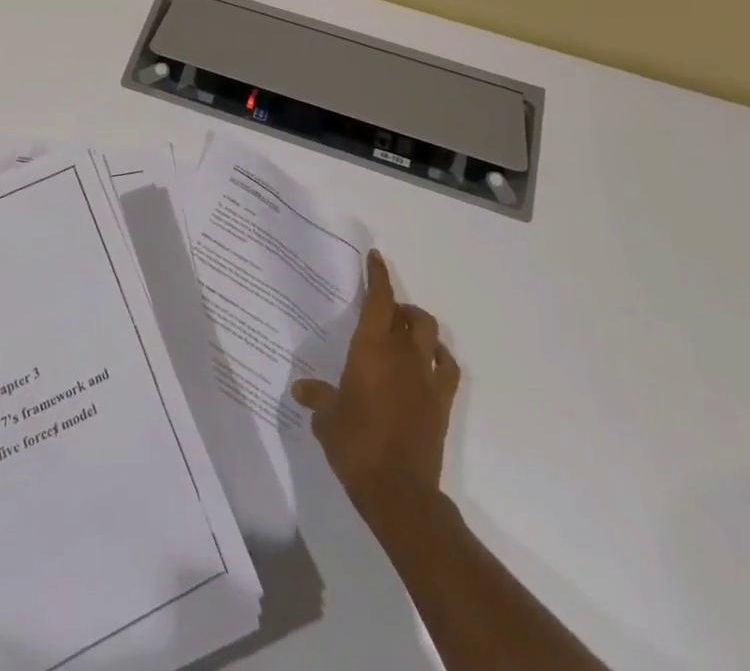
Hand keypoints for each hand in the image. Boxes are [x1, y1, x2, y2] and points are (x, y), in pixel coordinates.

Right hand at [291, 249, 459, 520]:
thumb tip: (301, 389)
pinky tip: (430, 363)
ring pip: (432, 335)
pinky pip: (448, 368)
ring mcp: (426, 377)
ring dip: (420, 327)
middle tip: (385, 312)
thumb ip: (318, 398)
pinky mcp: (442, 402)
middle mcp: (402, 354)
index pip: (379, 299)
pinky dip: (441, 358)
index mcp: (371, 348)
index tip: (376, 257)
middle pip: (411, 314)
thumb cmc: (355, 444)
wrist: (399, 491)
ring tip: (406, 334)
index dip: (378, 275)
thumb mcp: (327, 419)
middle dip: (400, 306)